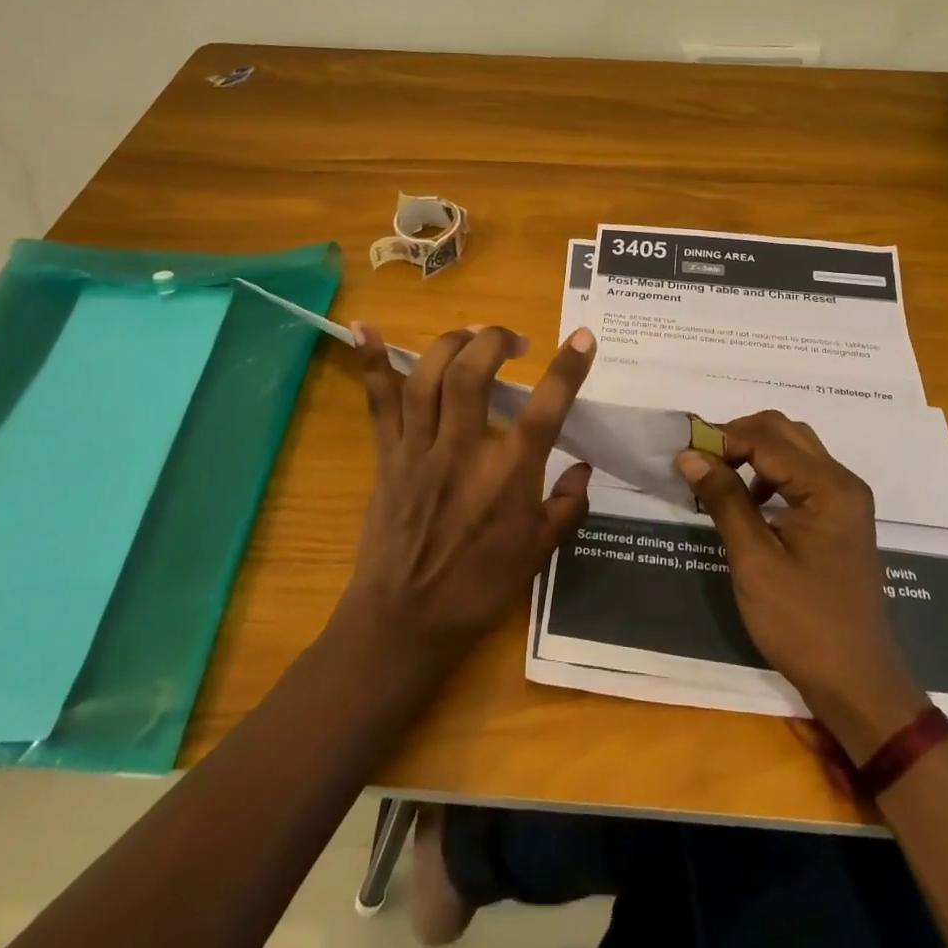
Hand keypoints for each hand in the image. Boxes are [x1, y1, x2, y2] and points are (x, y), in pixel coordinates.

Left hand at [342, 322, 596, 659]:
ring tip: (471, 334)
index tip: (583, 336)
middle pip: (473, 375)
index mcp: (507, 475)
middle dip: (494, 341)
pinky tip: (364, 327)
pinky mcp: (388, 454)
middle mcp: (462, 451)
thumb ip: (566, 507)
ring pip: (428, 377)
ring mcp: (419, 449)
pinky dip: (371, 362)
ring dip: (451, 343)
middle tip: (513, 340)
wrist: (405, 620)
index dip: (567, 369)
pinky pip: (378, 402)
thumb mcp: (537, 554)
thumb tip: (584, 468)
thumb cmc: (477, 589)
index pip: (546, 409)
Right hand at [676, 411, 928, 761]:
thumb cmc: (803, 624)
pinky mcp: (838, 519)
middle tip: (700, 460)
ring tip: (717, 478)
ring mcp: (844, 501)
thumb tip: (689, 455)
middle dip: (738, 436)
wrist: (857, 685)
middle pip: (784, 432)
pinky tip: (747, 503)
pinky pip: (800, 475)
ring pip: (793, 449)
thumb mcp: (754, 560)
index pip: (766, 440)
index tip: (683, 455)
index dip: (722, 440)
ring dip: (753, 452)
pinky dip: (769, 474)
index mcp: (828, 488)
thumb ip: (724, 499)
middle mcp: (842, 482)